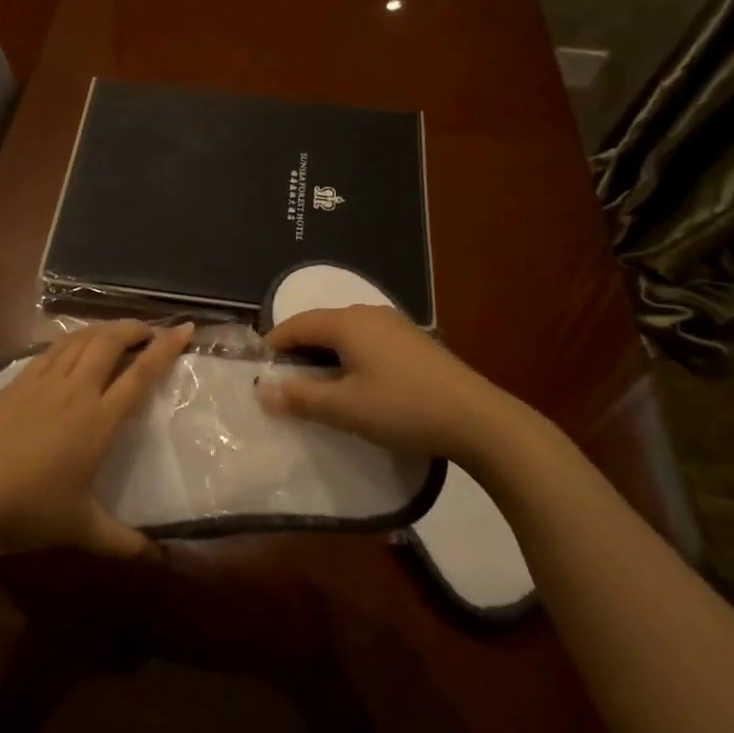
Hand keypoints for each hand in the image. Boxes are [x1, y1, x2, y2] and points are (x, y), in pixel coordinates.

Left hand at [0, 320, 193, 557]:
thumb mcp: (81, 528)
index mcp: (99, 421)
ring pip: (80, 340)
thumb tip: (155, 559)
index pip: (140, 375)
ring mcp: (43, 382)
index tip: (185, 329)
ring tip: (117, 332)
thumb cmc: (30, 507)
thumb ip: (121, 541)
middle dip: (133, 329)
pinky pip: (52, 349)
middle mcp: (76, 392)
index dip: (165, 349)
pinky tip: (73, 345)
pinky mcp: (18, 382)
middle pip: (109, 343)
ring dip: (103, 329)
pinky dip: (71, 339)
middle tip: (149, 331)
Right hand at [256, 305, 499, 459]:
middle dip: (298, 349)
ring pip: (345, 333)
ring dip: (324, 354)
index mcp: (347, 322)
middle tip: (283, 380)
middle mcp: (369, 313)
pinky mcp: (414, 342)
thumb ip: (299, 397)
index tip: (257, 369)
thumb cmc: (401, 408)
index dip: (273, 344)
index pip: (296, 325)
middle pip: (320, 325)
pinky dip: (349, 357)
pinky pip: (367, 341)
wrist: (476, 419)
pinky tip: (355, 383)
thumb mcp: (344, 408)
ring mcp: (395, 325)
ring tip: (315, 384)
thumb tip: (261, 390)